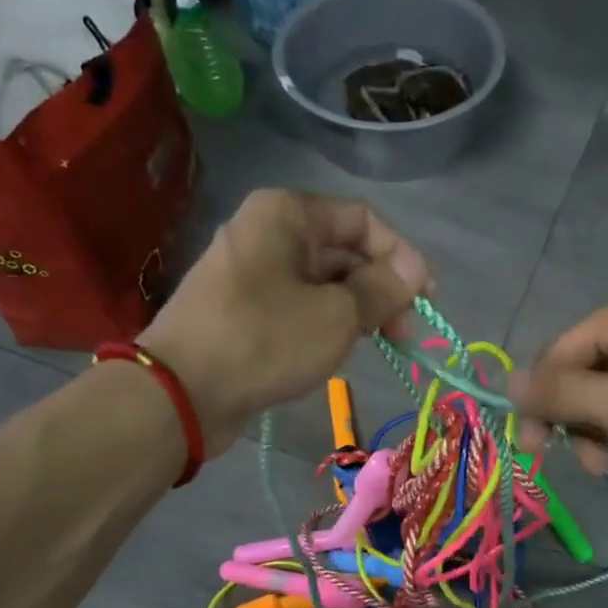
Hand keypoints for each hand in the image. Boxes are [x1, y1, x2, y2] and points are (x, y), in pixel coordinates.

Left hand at [138, 190, 430, 448]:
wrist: (181, 392)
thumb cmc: (265, 340)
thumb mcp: (337, 315)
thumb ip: (382, 289)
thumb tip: (415, 271)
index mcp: (287, 214)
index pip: (363, 220)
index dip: (402, 256)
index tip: (426, 299)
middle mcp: (268, 232)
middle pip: (343, 250)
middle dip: (380, 288)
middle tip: (404, 334)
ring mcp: (252, 271)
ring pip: (322, 282)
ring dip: (356, 310)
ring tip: (377, 345)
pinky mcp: (244, 309)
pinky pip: (298, 305)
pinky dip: (326, 323)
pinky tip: (339, 351)